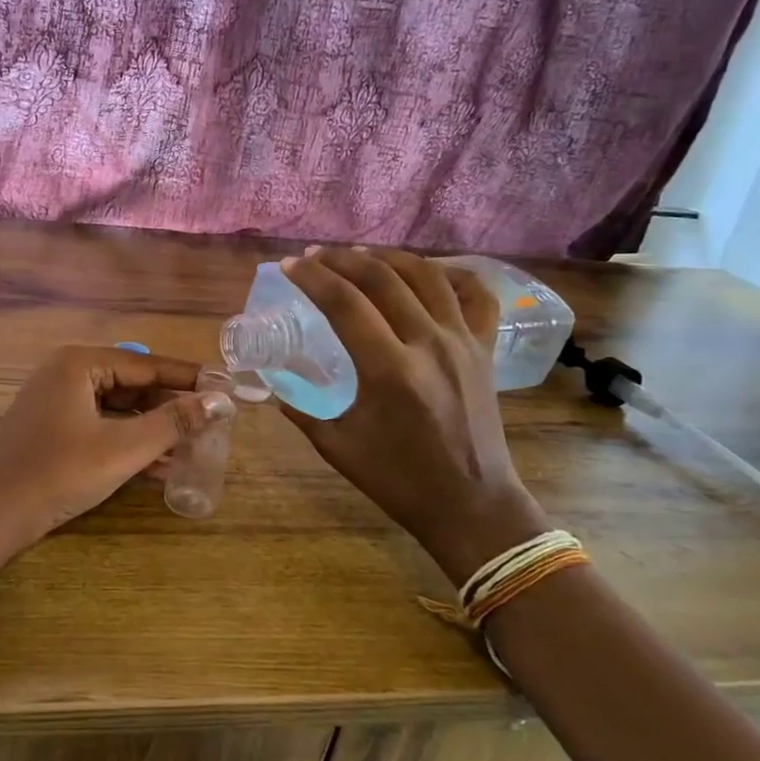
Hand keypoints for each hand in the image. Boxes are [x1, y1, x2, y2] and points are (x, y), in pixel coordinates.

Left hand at [0, 345, 237, 543]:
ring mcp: (56, 401)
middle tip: (213, 422)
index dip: (190, 378)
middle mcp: (66, 373)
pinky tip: (160, 466)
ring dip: (153, 429)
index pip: (148, 365)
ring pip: (118, 409)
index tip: (227, 387)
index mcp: (80, 363)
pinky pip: (100, 426)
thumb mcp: (123, 448)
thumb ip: (173, 423)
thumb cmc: (58, 473)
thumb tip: (220, 402)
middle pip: (133, 385)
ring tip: (194, 447)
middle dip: (171, 407)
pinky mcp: (52, 429)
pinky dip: (128, 442)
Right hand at [278, 247, 547, 584]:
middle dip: (342, 260)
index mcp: (388, 370)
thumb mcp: (337, 447)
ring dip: (388, 258)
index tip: (290, 266)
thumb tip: (275, 388)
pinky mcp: (484, 349)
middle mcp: (428, 344)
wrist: (470, 504)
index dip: (312, 278)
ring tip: (360, 256)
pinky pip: (475, 295)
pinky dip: (451, 274)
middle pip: (382, 278)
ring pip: (426, 276)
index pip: (343, 303)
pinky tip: (427, 271)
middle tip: (316, 256)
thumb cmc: (399, 480)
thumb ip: (302, 411)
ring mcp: (462, 343)